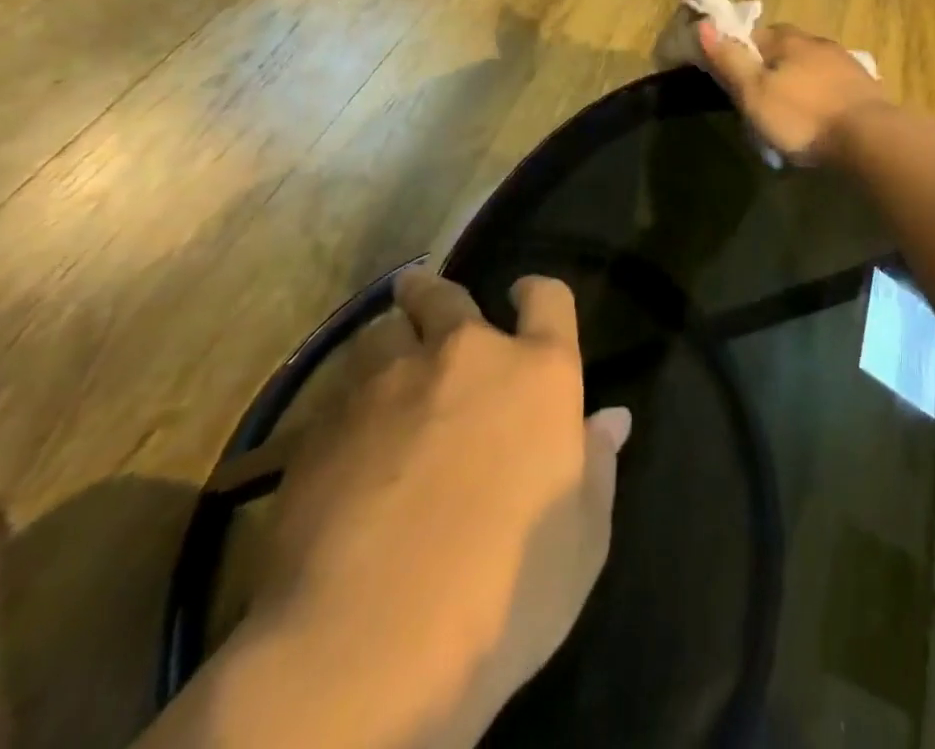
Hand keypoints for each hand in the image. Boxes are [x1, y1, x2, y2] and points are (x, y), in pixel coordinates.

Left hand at [252, 269, 630, 742]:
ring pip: (383, 333)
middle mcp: (465, 356)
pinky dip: (346, 399)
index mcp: (538, 373)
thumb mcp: (581, 538)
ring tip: (383, 366)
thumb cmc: (506, 589)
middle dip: (435, 292)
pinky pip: (337, 390)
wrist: (370, 644)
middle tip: (425, 296)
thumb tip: (612, 418)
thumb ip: (597, 465)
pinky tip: (343, 433)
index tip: (522, 294)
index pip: (548, 299)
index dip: (536, 291)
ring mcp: (389, 384)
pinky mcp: (323, 425)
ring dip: (390, 342)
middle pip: (447, 295)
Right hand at [697, 19, 887, 163]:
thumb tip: (703, 25)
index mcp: (789, 40)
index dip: (742, 54)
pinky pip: (834, 86)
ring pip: (812, 67)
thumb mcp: (754, 92)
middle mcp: (819, 42)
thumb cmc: (802, 115)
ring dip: (800, 82)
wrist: (869, 137)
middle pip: (787, 49)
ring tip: (792, 113)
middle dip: (773, 68)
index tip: (736, 81)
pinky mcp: (865, 87)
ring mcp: (846, 63)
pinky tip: (821, 118)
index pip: (756, 35)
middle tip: (762, 99)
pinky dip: (823, 97)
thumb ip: (729, 60)